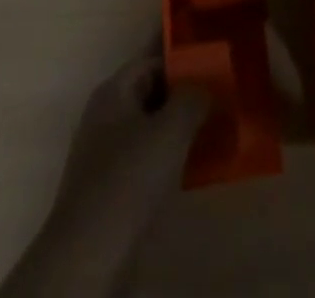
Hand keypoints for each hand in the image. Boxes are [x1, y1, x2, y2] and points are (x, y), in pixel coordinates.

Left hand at [0, 51, 208, 297]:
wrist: (90, 257)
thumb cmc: (129, 179)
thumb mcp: (170, 130)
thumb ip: (192, 98)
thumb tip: (206, 86)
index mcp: (114, 92)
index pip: (151, 60)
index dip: (181, 57)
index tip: (213, 58)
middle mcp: (108, 117)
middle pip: (152, 93)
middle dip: (186, 93)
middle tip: (224, 93)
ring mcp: (109, 156)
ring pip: (153, 128)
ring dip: (183, 127)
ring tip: (220, 126)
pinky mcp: (116, 191)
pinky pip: (151, 160)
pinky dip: (174, 158)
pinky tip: (200, 166)